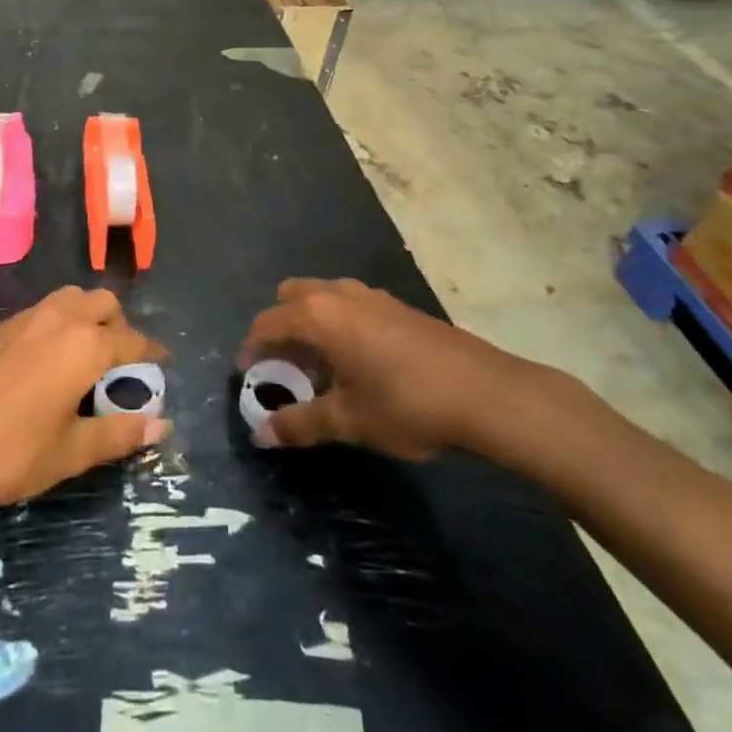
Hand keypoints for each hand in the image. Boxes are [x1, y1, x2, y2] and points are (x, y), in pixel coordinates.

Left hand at [0, 286, 168, 513]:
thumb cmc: (10, 453)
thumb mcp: (72, 452)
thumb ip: (119, 433)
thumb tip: (160, 424)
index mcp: (85, 346)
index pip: (132, 339)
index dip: (152, 351)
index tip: (164, 361)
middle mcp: (59, 319)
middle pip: (102, 303)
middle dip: (119, 324)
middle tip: (120, 360)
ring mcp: (24, 318)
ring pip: (70, 298)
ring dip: (87, 316)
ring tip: (85, 355)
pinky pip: (40, 312)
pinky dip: (56, 324)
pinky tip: (44, 361)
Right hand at [237, 277, 540, 460]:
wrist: (485, 392)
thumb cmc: (406, 404)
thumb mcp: (349, 420)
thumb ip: (300, 425)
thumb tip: (260, 437)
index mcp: (318, 316)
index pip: (268, 322)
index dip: (252, 347)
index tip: (246, 373)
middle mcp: (339, 294)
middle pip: (291, 297)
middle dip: (279, 326)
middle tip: (282, 367)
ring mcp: (371, 295)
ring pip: (323, 297)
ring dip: (310, 324)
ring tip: (318, 367)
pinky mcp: (397, 305)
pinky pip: (350, 305)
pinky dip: (338, 324)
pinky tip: (357, 362)